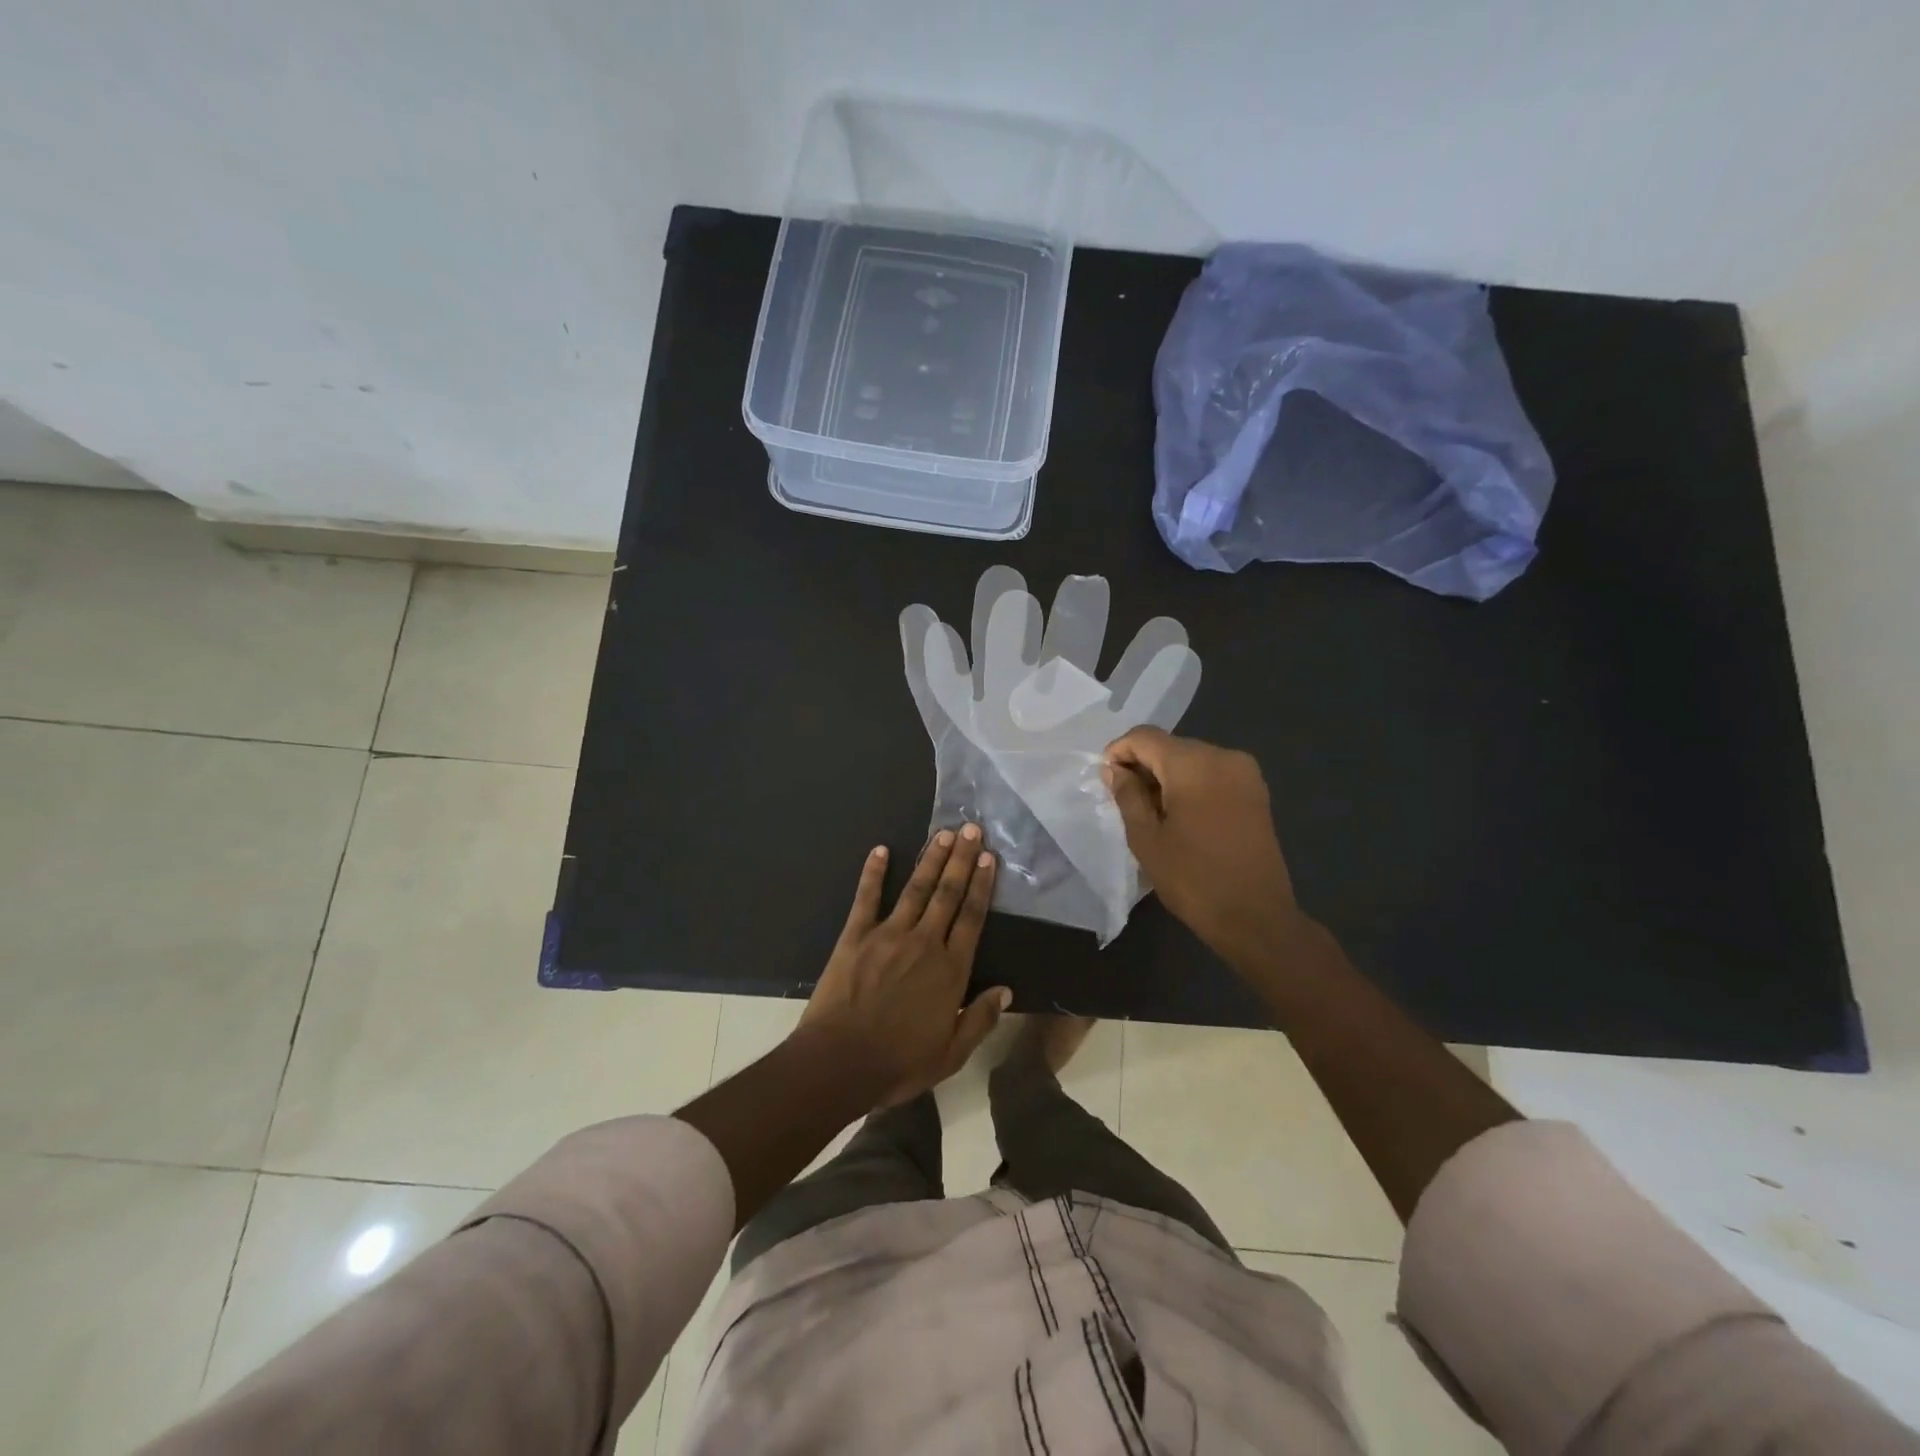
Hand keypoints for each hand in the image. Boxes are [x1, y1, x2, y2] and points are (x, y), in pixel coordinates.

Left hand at [800, 826, 1011, 1107]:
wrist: (840, 1062)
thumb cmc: (899, 1063)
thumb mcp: (951, 1054)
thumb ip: (980, 1019)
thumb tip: (1006, 990)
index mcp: (950, 970)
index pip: (972, 918)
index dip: (982, 885)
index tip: (989, 858)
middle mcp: (925, 943)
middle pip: (948, 894)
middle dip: (961, 859)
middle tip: (971, 829)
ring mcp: (888, 935)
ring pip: (916, 889)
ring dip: (931, 860)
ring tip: (943, 834)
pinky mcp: (856, 936)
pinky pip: (866, 898)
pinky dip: (873, 873)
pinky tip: (880, 850)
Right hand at [1104, 728, 1308, 966]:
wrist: (1256, 917)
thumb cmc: (1193, 879)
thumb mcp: (1146, 839)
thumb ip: (1127, 796)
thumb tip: (1115, 770)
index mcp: (1193, 764)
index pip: (1144, 737)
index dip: (1119, 751)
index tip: (1105, 779)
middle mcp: (1223, 756)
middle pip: (1170, 745)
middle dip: (1143, 764)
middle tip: (1124, 799)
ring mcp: (1245, 772)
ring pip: (1192, 758)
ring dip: (1166, 776)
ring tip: (1151, 811)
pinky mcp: (1256, 791)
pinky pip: (1213, 773)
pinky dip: (1190, 784)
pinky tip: (1180, 814)